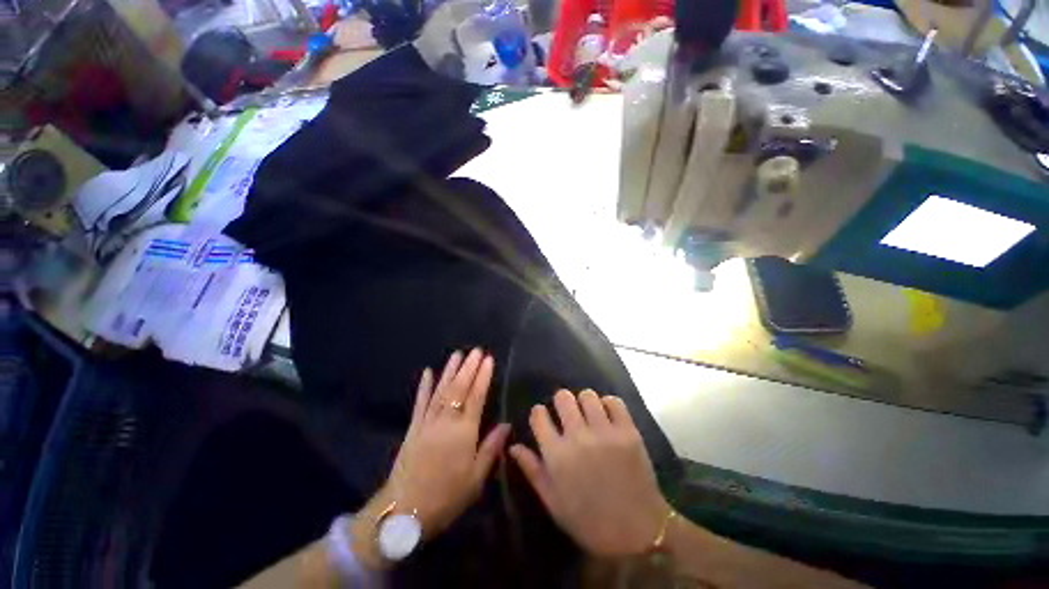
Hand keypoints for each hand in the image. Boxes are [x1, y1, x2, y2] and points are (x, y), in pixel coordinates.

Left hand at [385, 348, 509, 537]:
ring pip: (441, 390)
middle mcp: (446, 421)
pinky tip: (427, 372)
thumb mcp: (476, 478)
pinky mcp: (413, 428)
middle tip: (476, 350)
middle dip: (469, 367)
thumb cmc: (446, 497)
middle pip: (459, 388)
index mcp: (464, 432)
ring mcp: (427, 422)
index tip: (488, 359)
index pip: (477, 396)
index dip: (483, 376)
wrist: (403, 513)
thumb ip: (491, 448)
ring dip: (450, 370)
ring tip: (457, 354)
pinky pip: (420, 402)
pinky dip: (424, 386)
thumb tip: (506, 424)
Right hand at [509, 390, 670, 556]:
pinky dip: (609, 405)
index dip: (539, 413)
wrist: (637, 533)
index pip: (538, 415)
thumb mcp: (553, 502)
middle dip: (561, 402)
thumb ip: (532, 470)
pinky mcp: (628, 431)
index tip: (543, 418)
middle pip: (562, 397)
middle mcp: (578, 437)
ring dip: (584, 402)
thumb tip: (513, 446)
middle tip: (567, 414)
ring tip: (589, 415)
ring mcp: (605, 432)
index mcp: (557, 455)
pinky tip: (607, 417)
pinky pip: (614, 401)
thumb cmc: (589, 521)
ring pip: (587, 395)